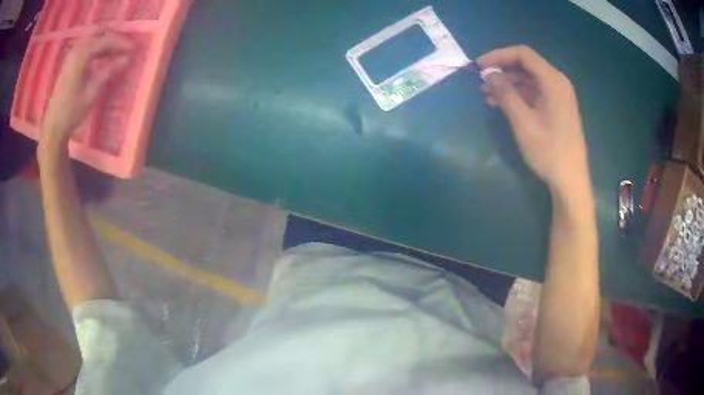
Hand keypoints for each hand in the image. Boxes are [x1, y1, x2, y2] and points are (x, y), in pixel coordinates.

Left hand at [40, 33, 133, 151]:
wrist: (53, 127)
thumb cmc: (72, 111)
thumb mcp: (92, 92)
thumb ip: (109, 71)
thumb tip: (127, 58)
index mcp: (81, 56)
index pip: (105, 41)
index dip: (121, 43)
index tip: (133, 48)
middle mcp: (76, 51)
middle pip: (99, 36)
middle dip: (114, 39)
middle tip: (126, 48)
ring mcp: (71, 56)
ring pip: (92, 40)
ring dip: (105, 43)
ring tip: (116, 51)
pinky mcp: (69, 63)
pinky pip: (86, 47)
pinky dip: (96, 48)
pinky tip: (102, 56)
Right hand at [477, 45, 588, 195]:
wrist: (570, 180)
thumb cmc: (549, 151)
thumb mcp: (523, 121)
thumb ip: (505, 93)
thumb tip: (489, 74)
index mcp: (553, 81)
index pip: (523, 54)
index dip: (499, 55)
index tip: (479, 65)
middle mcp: (558, 83)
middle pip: (526, 65)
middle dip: (502, 70)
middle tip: (482, 82)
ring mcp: (559, 96)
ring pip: (529, 80)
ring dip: (508, 84)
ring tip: (488, 96)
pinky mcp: (557, 108)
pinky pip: (535, 93)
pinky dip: (519, 95)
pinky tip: (503, 105)